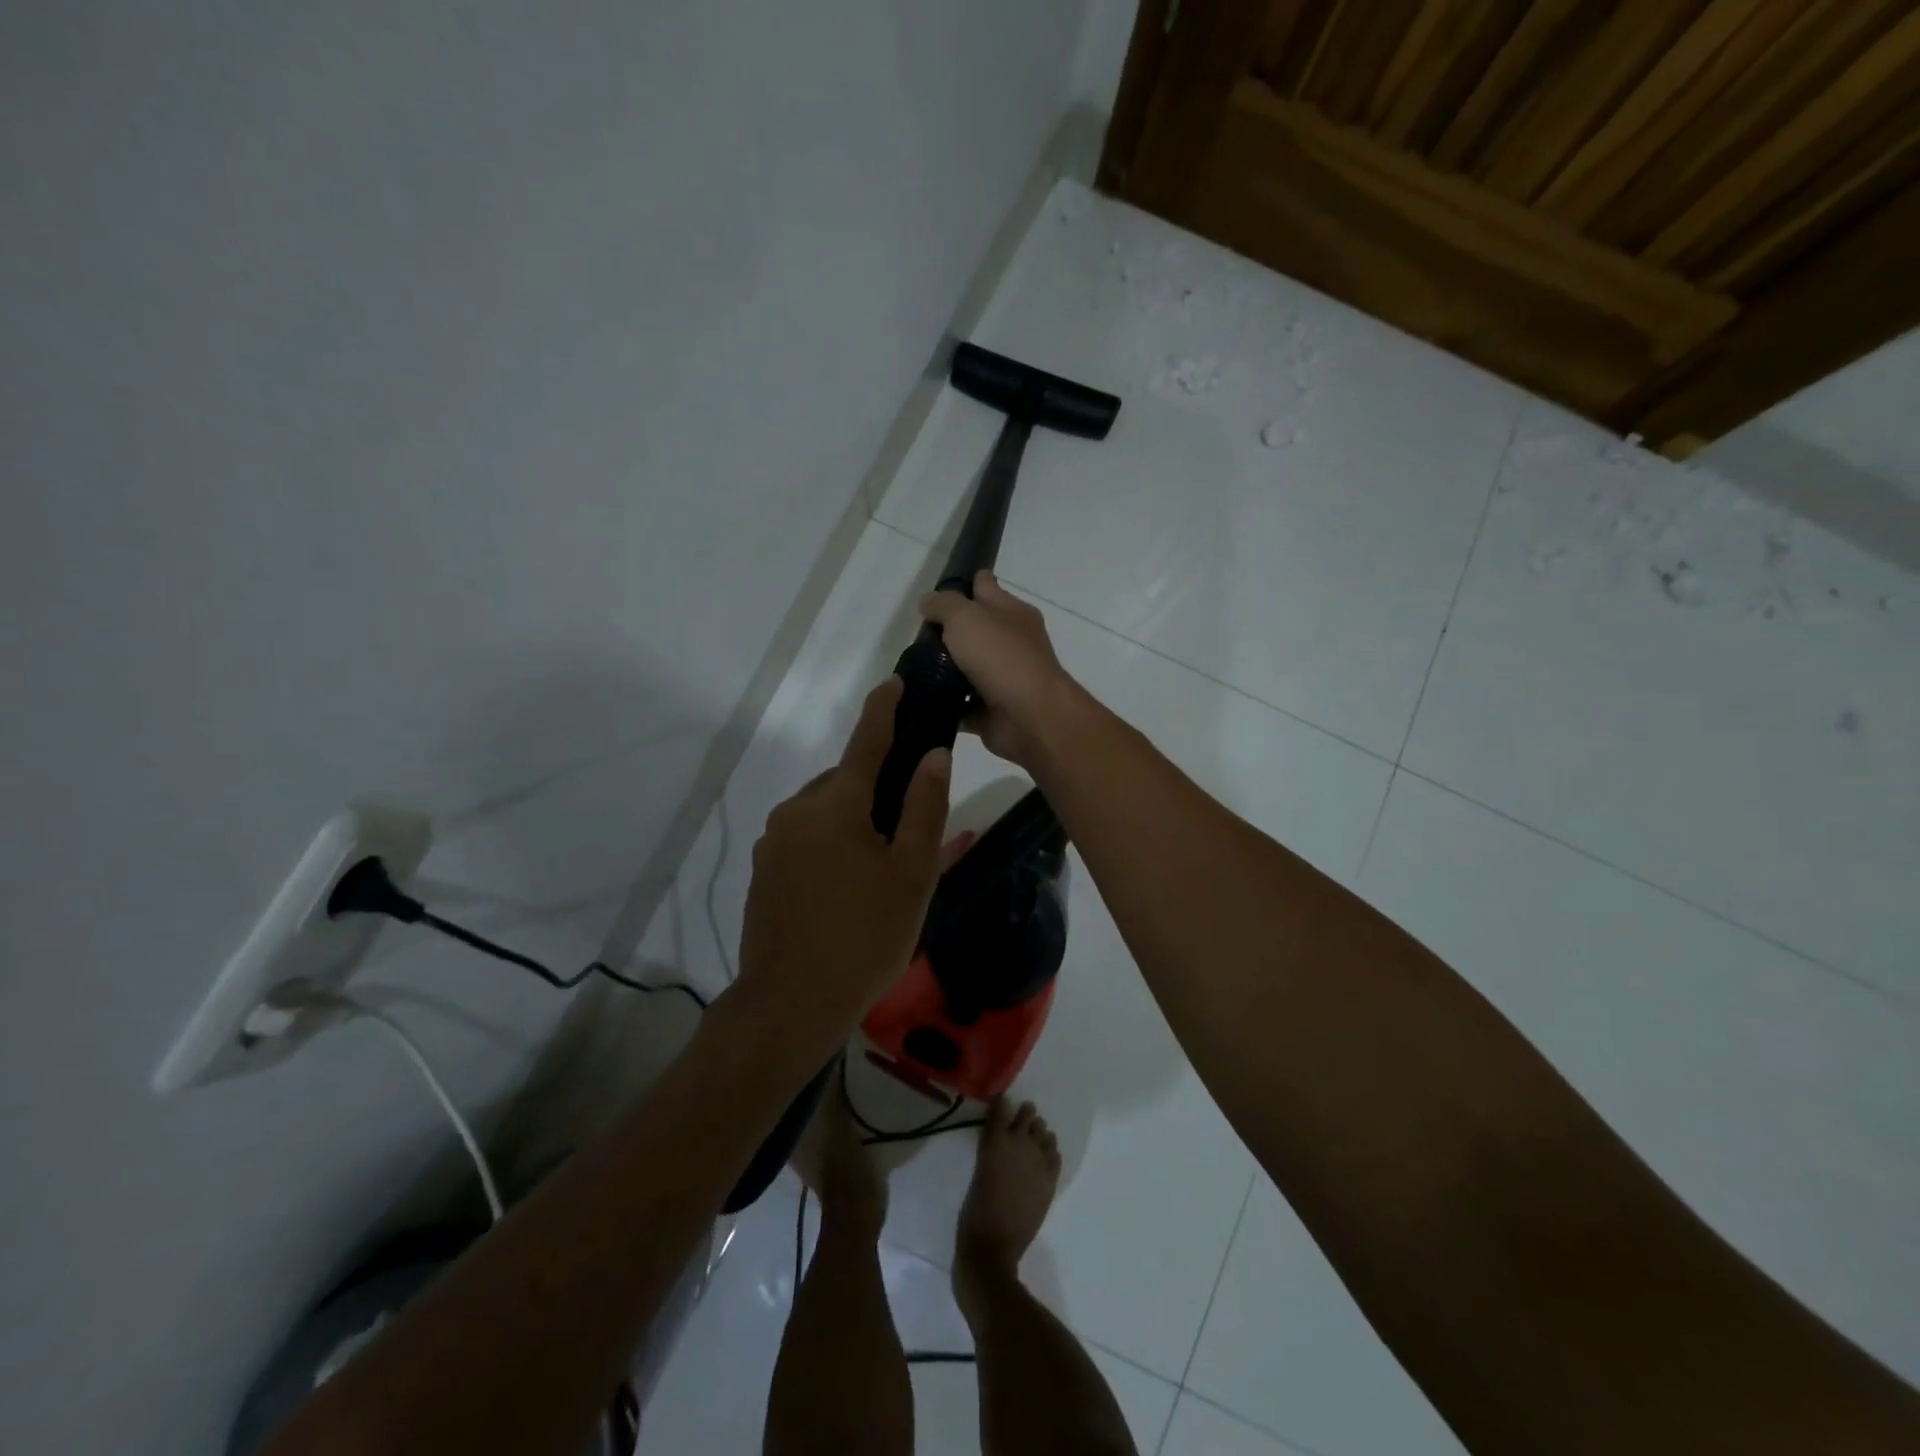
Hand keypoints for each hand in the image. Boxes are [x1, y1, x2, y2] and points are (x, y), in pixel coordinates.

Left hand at [735, 678, 951, 1039]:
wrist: (790, 1004)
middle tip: (910, 827)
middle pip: (845, 780)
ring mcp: (773, 841)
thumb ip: (924, 808)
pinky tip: (847, 886)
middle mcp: (796, 810)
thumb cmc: (865, 937)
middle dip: (876, 786)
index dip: (884, 708)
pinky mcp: (762, 869)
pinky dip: (831, 843)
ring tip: (881, 867)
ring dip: (853, 820)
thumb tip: (934, 753)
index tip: (896, 682)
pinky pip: (805, 837)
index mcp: (835, 804)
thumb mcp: (911, 874)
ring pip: (824, 811)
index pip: (866, 740)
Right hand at [919, 572, 1085, 770]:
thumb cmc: (1001, 658)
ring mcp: (1002, 677)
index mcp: (1012, 612)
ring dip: (942, 670)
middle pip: (973, 629)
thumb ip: (943, 605)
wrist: (1030, 717)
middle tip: (914, 638)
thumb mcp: (966, 617)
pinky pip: (962, 703)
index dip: (962, 585)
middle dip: (945, 632)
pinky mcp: (991, 709)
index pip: (984, 586)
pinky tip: (921, 699)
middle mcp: (1011, 642)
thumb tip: (927, 602)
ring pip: (965, 667)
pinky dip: (945, 703)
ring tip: (911, 669)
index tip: (933, 596)